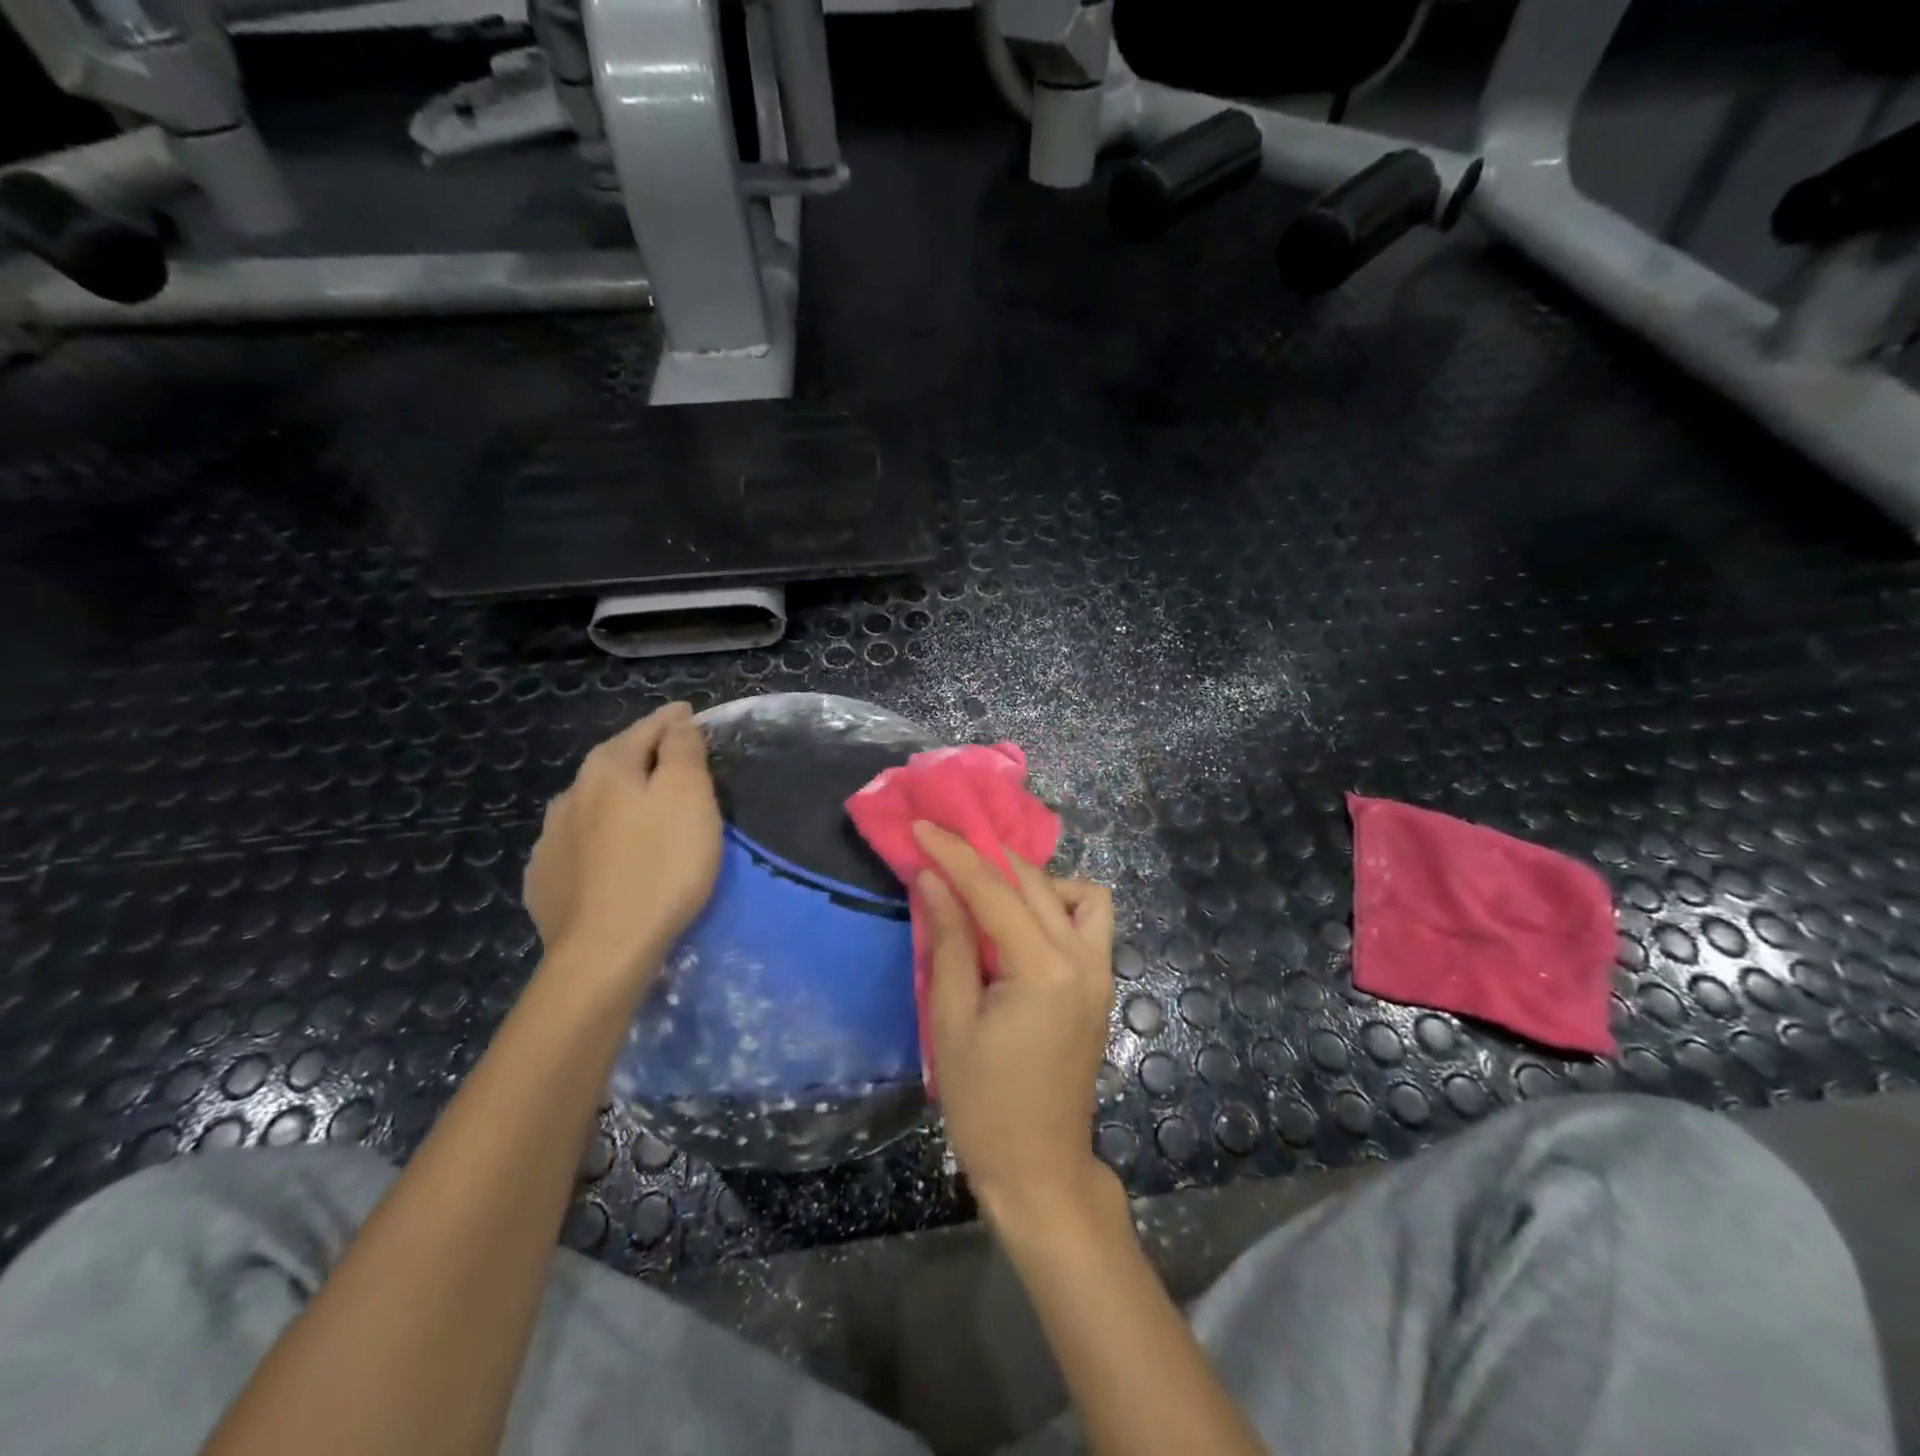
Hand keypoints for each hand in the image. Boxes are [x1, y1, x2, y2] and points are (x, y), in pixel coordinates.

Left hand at [523, 702, 722, 994]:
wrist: (605, 951)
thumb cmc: (661, 866)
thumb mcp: (689, 796)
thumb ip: (683, 750)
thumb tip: (677, 720)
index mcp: (607, 768)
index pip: (647, 728)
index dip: (673, 721)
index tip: (690, 715)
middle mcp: (570, 794)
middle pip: (615, 763)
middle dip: (644, 757)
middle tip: (674, 762)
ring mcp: (550, 840)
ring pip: (592, 804)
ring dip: (618, 799)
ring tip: (641, 810)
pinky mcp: (545, 881)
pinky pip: (578, 844)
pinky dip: (599, 838)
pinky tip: (610, 854)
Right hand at [913, 821, 1116, 1228]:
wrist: (1039, 1168)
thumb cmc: (983, 1104)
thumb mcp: (951, 1021)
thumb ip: (949, 941)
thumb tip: (933, 879)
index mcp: (1043, 968)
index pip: (993, 890)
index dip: (954, 853)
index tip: (922, 826)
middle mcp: (1082, 958)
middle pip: (1033, 881)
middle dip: (985, 857)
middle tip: (943, 851)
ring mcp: (1101, 969)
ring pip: (1073, 892)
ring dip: (1030, 880)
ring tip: (986, 893)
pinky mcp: (1101, 982)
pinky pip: (1088, 919)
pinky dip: (1058, 904)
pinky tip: (1022, 924)